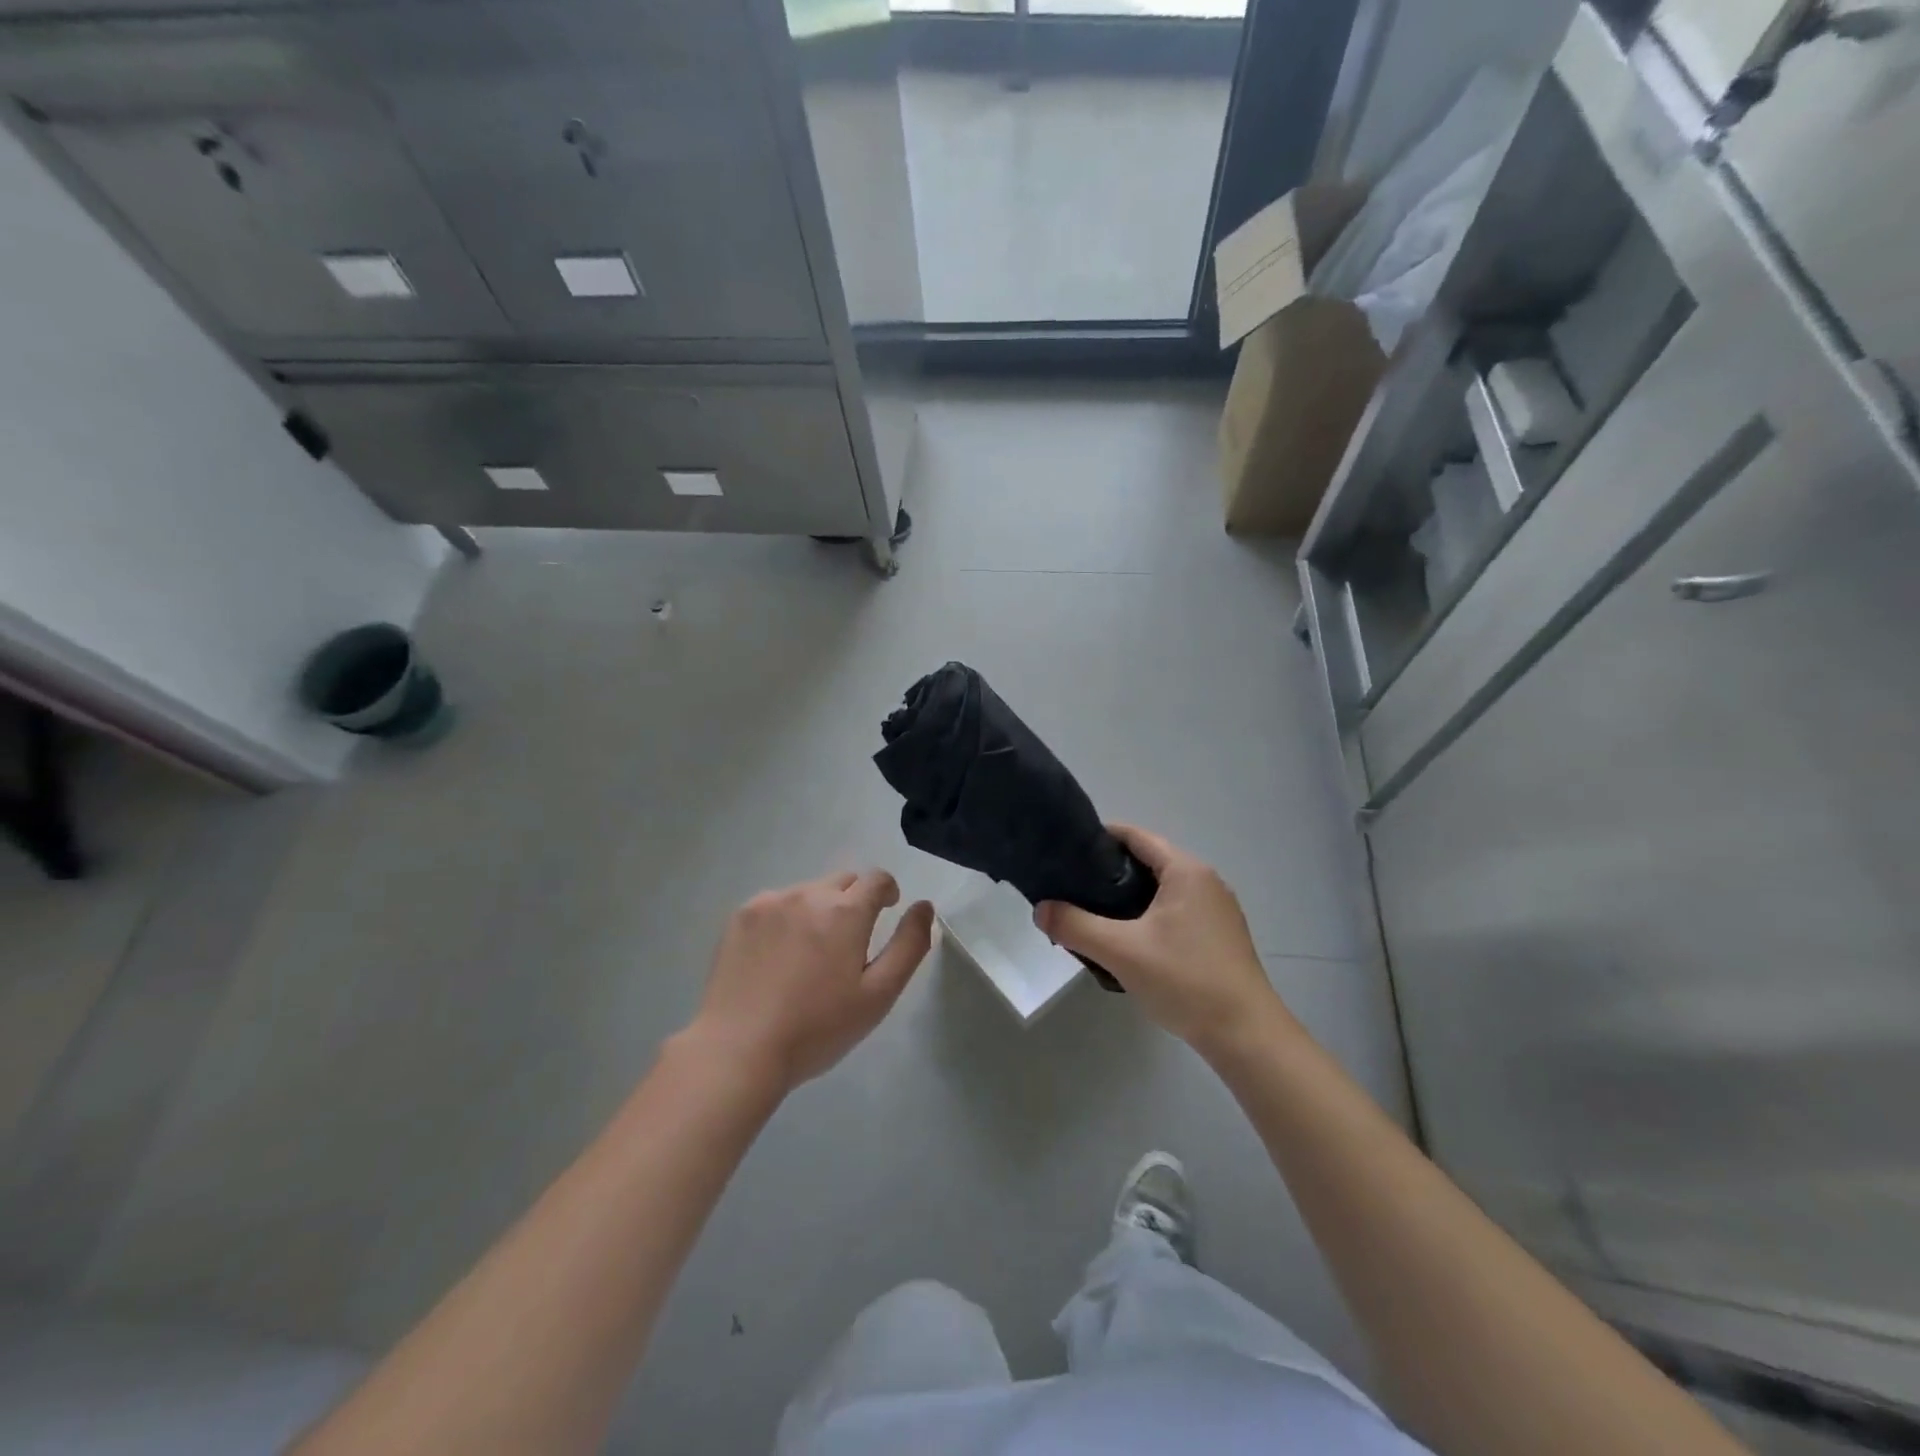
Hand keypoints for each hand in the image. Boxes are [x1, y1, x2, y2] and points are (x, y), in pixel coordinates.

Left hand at [691, 870, 934, 1093]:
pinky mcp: (741, 916)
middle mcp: (808, 894)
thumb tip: (924, 906)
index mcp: (846, 911)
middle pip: (843, 881)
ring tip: (809, 955)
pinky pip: (775, 904)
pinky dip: (785, 919)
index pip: (877, 878)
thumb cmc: (817, 1028)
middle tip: (848, 942)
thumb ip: (909, 945)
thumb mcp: (878, 994)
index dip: (887, 891)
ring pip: (808, 892)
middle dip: (854, 900)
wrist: (738, 1049)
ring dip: (818, 910)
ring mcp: (770, 902)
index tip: (886, 911)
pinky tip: (776, 958)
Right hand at [1035, 825, 1293, 1059]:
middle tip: (1073, 889)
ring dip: (1128, 898)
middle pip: (1148, 861)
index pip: (1136, 836)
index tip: (1067, 852)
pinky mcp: (1220, 936)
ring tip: (1093, 916)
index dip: (1100, 838)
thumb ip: (1075, 925)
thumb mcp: (1120, 951)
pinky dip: (1148, 916)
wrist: (1246, 1035)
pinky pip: (1175, 912)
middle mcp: (1205, 881)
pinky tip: (1129, 942)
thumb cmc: (1185, 980)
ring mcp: (1217, 910)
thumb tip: (1040, 909)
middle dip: (1109, 872)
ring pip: (1161, 890)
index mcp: (1186, 871)